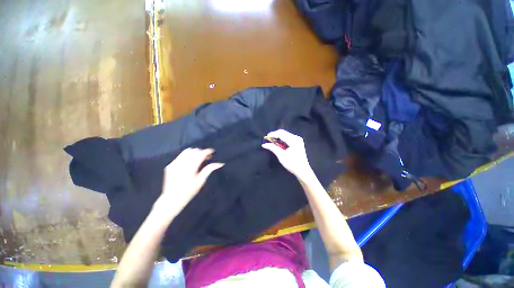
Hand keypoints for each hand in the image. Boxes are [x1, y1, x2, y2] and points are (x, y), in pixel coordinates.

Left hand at [153, 148, 223, 218]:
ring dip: (194, 153)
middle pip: (194, 150)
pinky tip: (189, 164)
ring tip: (197, 159)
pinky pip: (180, 156)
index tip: (212, 152)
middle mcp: (182, 163)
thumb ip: (209, 169)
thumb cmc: (189, 191)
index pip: (201, 154)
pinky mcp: (170, 165)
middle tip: (206, 158)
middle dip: (201, 152)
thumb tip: (220, 163)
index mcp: (191, 167)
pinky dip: (187, 157)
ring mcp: (175, 163)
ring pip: (186, 151)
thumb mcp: (201, 181)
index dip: (208, 151)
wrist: (171, 199)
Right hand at [262, 129, 313, 179]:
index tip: (266, 137)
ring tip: (272, 142)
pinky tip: (278, 144)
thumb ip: (273, 148)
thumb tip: (264, 144)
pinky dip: (282, 140)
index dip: (272, 134)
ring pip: (285, 134)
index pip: (281, 133)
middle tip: (268, 140)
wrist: (302, 171)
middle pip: (283, 132)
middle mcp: (296, 138)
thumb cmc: (292, 164)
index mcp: (294, 140)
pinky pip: (288, 138)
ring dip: (278, 137)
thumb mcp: (281, 156)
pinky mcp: (297, 142)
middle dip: (275, 135)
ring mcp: (298, 140)